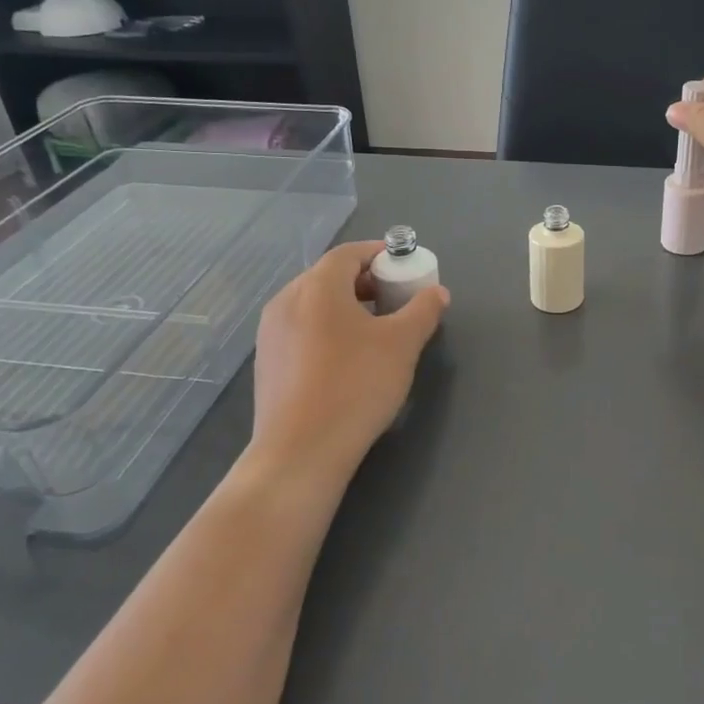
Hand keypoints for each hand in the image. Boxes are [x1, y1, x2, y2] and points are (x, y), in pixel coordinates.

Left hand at [248, 240, 449, 480]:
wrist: (301, 451)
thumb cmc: (356, 386)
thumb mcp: (402, 345)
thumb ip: (423, 311)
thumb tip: (437, 292)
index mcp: (317, 288)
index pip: (348, 253)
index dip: (377, 253)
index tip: (403, 265)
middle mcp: (286, 301)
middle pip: (327, 277)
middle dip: (364, 281)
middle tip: (394, 298)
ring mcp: (270, 333)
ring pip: (312, 305)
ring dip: (345, 306)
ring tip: (374, 329)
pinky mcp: (267, 363)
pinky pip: (301, 330)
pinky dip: (326, 329)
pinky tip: (346, 359)